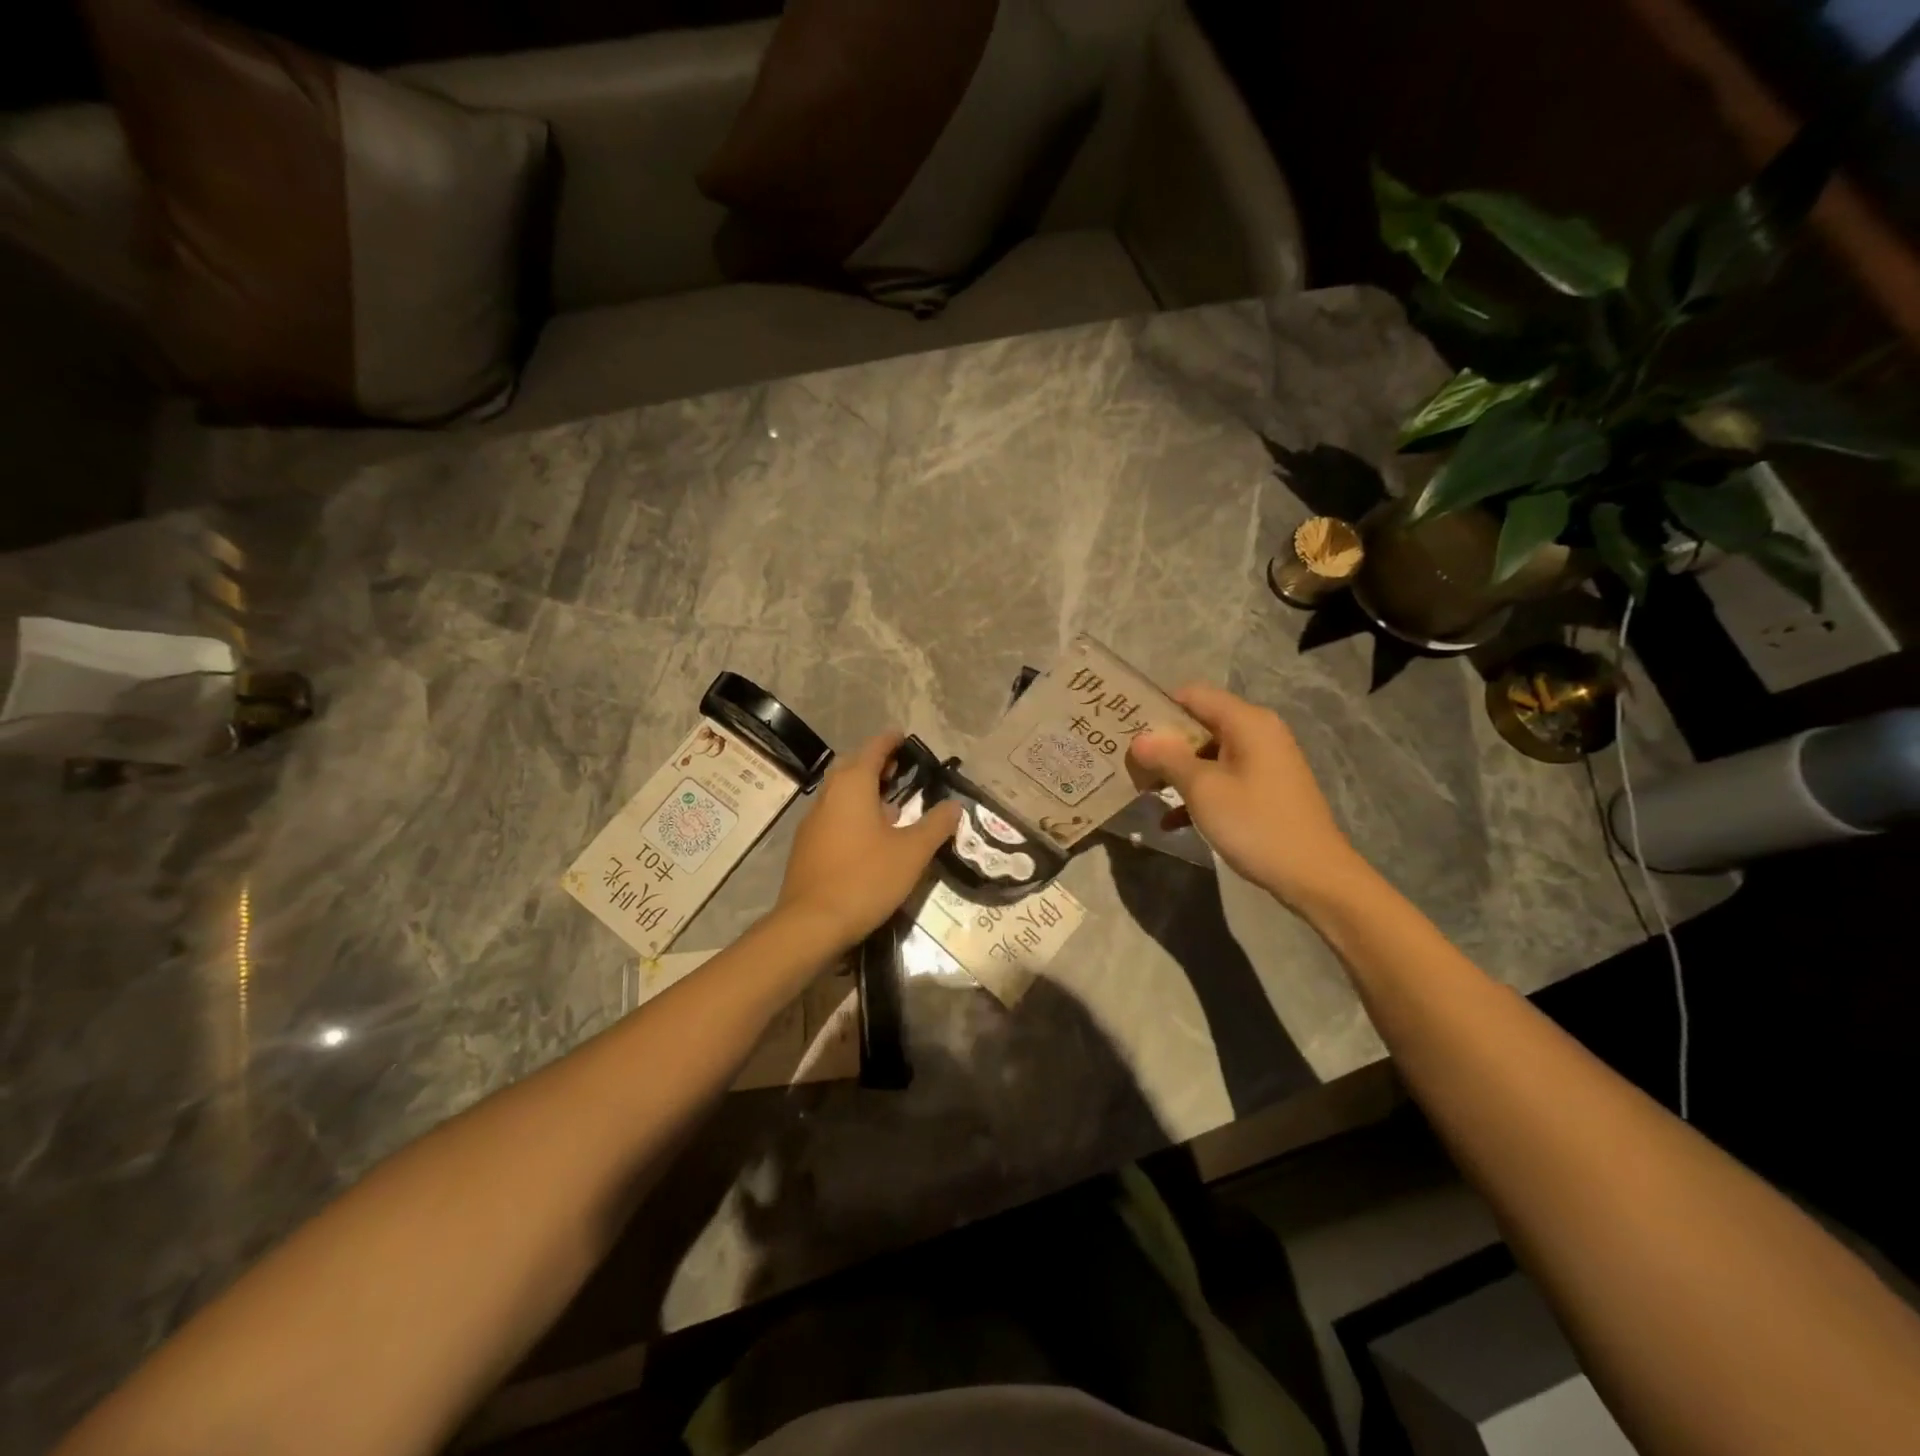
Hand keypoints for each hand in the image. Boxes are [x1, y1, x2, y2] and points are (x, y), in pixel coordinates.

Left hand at [773, 731, 963, 952]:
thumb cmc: (865, 878)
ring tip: (891, 803)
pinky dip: (853, 813)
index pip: (873, 750)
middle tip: (901, 770)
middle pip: (853, 768)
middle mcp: (828, 796)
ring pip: (841, 793)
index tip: (905, 737)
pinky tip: (869, 836)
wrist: (811, 924)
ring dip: (864, 791)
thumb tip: (954, 805)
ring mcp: (813, 822)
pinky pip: (833, 816)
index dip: (890, 741)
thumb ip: (935, 825)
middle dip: (876, 765)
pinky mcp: (807, 846)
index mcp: (852, 786)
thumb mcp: (912, 853)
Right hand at [1128, 683, 1364, 909]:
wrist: (1314, 876)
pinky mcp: (1265, 788)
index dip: (1158, 707)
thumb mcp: (1203, 789)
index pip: (1193, 695)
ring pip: (1209, 754)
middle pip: (1200, 723)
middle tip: (1129, 760)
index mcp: (1247, 722)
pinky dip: (1198, 792)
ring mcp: (1264, 761)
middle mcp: (1258, 732)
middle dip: (1164, 743)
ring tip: (1141, 789)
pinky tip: (1170, 821)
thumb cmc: (1255, 824)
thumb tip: (1139, 738)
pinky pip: (1223, 778)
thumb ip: (1168, 757)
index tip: (1127, 727)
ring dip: (1177, 770)